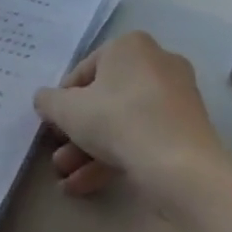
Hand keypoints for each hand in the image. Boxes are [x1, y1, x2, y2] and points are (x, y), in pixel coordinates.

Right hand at [34, 31, 227, 198]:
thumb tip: (45, 100)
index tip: (53, 125)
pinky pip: (142, 137)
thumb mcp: (67, 110)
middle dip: (77, 132)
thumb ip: (48, 101)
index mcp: (130, 46)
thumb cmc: (118, 120)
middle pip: (104, 99)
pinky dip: (115, 157)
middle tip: (58, 154)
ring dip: (90, 150)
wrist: (180, 166)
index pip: (84, 71)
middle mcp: (157, 63)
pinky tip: (85, 185)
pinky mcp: (186, 130)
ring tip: (66, 177)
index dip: (63, 100)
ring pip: (122, 122)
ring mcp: (175, 98)